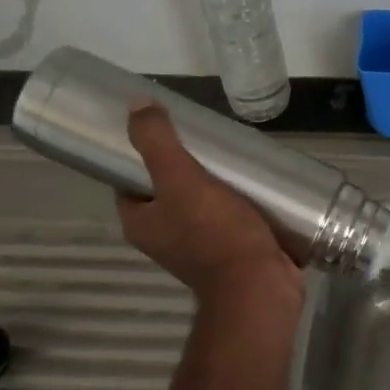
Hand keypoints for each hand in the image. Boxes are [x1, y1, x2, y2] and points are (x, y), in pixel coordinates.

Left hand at [115, 105, 303, 309]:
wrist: (260, 286)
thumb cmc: (215, 233)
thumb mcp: (180, 179)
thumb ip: (156, 142)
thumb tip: (135, 104)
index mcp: (142, 223)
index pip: (129, 180)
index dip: (140, 152)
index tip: (163, 126)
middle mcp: (165, 236)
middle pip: (169, 188)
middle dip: (187, 162)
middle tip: (207, 135)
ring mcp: (200, 245)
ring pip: (203, 200)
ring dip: (217, 179)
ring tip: (234, 151)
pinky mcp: (233, 248)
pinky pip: (230, 214)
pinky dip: (239, 197)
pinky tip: (256, 177)